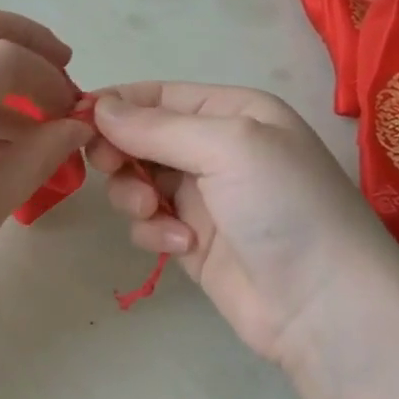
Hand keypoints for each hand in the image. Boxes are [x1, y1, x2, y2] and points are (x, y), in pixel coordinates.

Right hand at [88, 83, 398, 371]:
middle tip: (111, 168)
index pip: (157, 95)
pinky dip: (155, 232)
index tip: (76, 122)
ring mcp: (203, 198)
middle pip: (140, 138)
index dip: (115, 105)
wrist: (322, 303)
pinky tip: (182, 245)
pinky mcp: (191, 240)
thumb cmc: (284, 206)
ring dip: (135, 195)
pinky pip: (149, 223)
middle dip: (121, 153)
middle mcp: (215, 149)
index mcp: (232, 112)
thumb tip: (97, 106)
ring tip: (155, 214)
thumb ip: (157, 126)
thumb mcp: (227, 146)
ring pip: (137, 182)